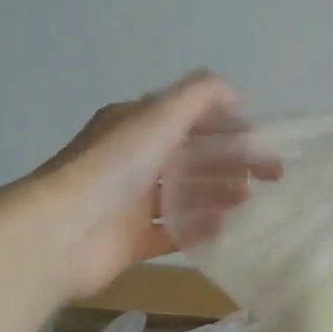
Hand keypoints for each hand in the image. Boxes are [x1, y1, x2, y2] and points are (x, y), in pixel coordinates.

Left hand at [9, 73, 241, 301]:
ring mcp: (130, 202)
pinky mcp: (130, 239)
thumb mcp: (159, 116)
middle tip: (269, 177)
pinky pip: (171, 231)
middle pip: (192, 157)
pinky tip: (222, 229)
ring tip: (245, 200)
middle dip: (231, 162)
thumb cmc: (114, 167)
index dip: (228, 125)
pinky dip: (197, 229)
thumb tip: (234, 91)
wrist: (63, 232)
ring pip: (184, 193)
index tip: (262, 141)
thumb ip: (199, 95)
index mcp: (135, 125)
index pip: (189, 118)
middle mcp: (133, 159)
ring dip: (217, 193)